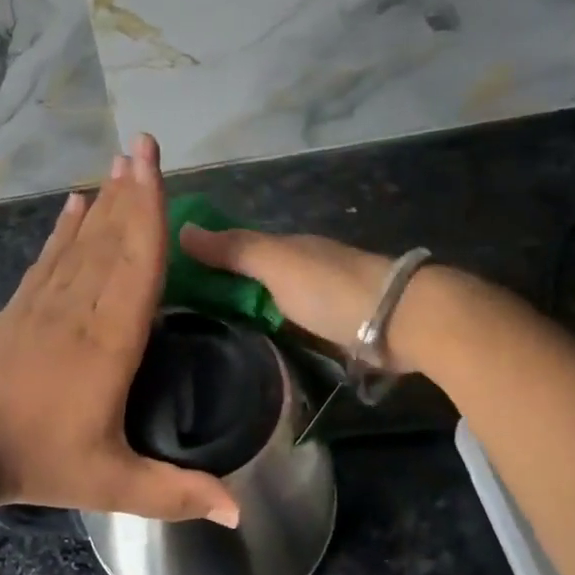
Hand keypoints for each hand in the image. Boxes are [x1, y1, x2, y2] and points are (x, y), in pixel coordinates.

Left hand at [0, 135, 240, 526]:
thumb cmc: (37, 461)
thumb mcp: (112, 484)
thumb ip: (176, 493)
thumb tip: (239, 511)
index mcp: (110, 340)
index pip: (138, 264)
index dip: (150, 212)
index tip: (155, 167)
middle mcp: (80, 308)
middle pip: (112, 239)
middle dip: (131, 190)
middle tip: (143, 145)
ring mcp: (45, 303)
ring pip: (82, 241)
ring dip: (104, 200)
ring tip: (119, 162)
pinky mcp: (20, 307)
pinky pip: (49, 257)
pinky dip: (65, 228)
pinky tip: (75, 204)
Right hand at [180, 225, 422, 372]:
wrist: (401, 319)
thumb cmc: (331, 287)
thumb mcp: (275, 263)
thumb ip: (233, 249)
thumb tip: (181, 229)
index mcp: (287, 247)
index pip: (237, 247)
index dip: (208, 259)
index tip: (173, 280)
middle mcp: (303, 268)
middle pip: (255, 276)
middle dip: (225, 287)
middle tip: (183, 317)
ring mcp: (322, 299)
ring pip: (273, 302)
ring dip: (248, 311)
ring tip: (209, 336)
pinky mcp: (336, 329)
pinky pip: (291, 326)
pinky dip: (272, 330)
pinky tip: (255, 346)